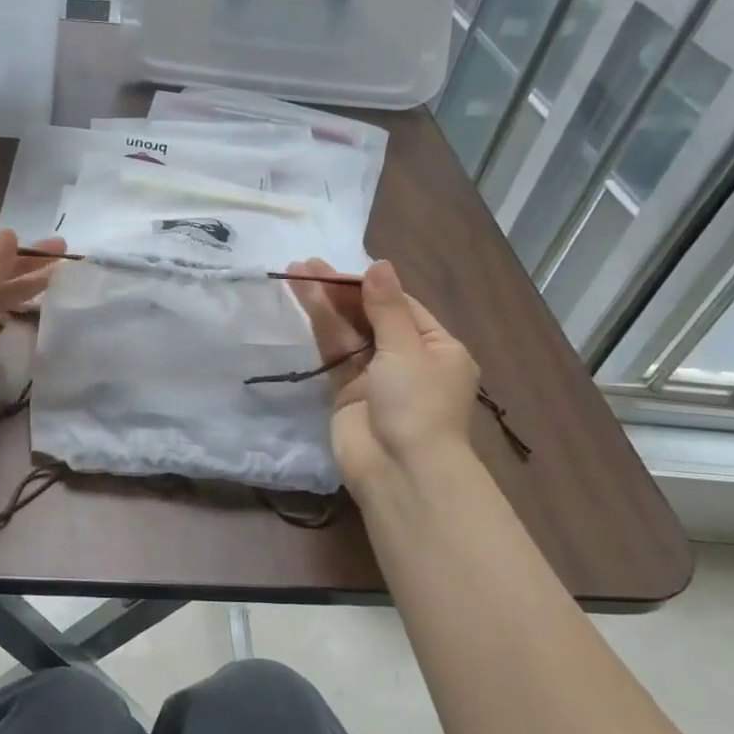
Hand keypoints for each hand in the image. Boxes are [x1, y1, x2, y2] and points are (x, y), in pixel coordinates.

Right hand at [288, 258, 480, 494]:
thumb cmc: (416, 404)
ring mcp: (375, 376)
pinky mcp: (346, 392)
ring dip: (324, 304)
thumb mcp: (407, 349)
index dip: (369, 285)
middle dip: (340, 291)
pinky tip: (304, 303)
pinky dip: (320, 330)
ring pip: (347, 332)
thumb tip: (379, 264)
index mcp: (437, 347)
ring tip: (296, 274)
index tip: (339, 267)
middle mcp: (407, 358)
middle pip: (370, 315)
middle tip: (306, 265)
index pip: (401, 305)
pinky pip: (333, 354)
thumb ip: (386, 307)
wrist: (399, 470)